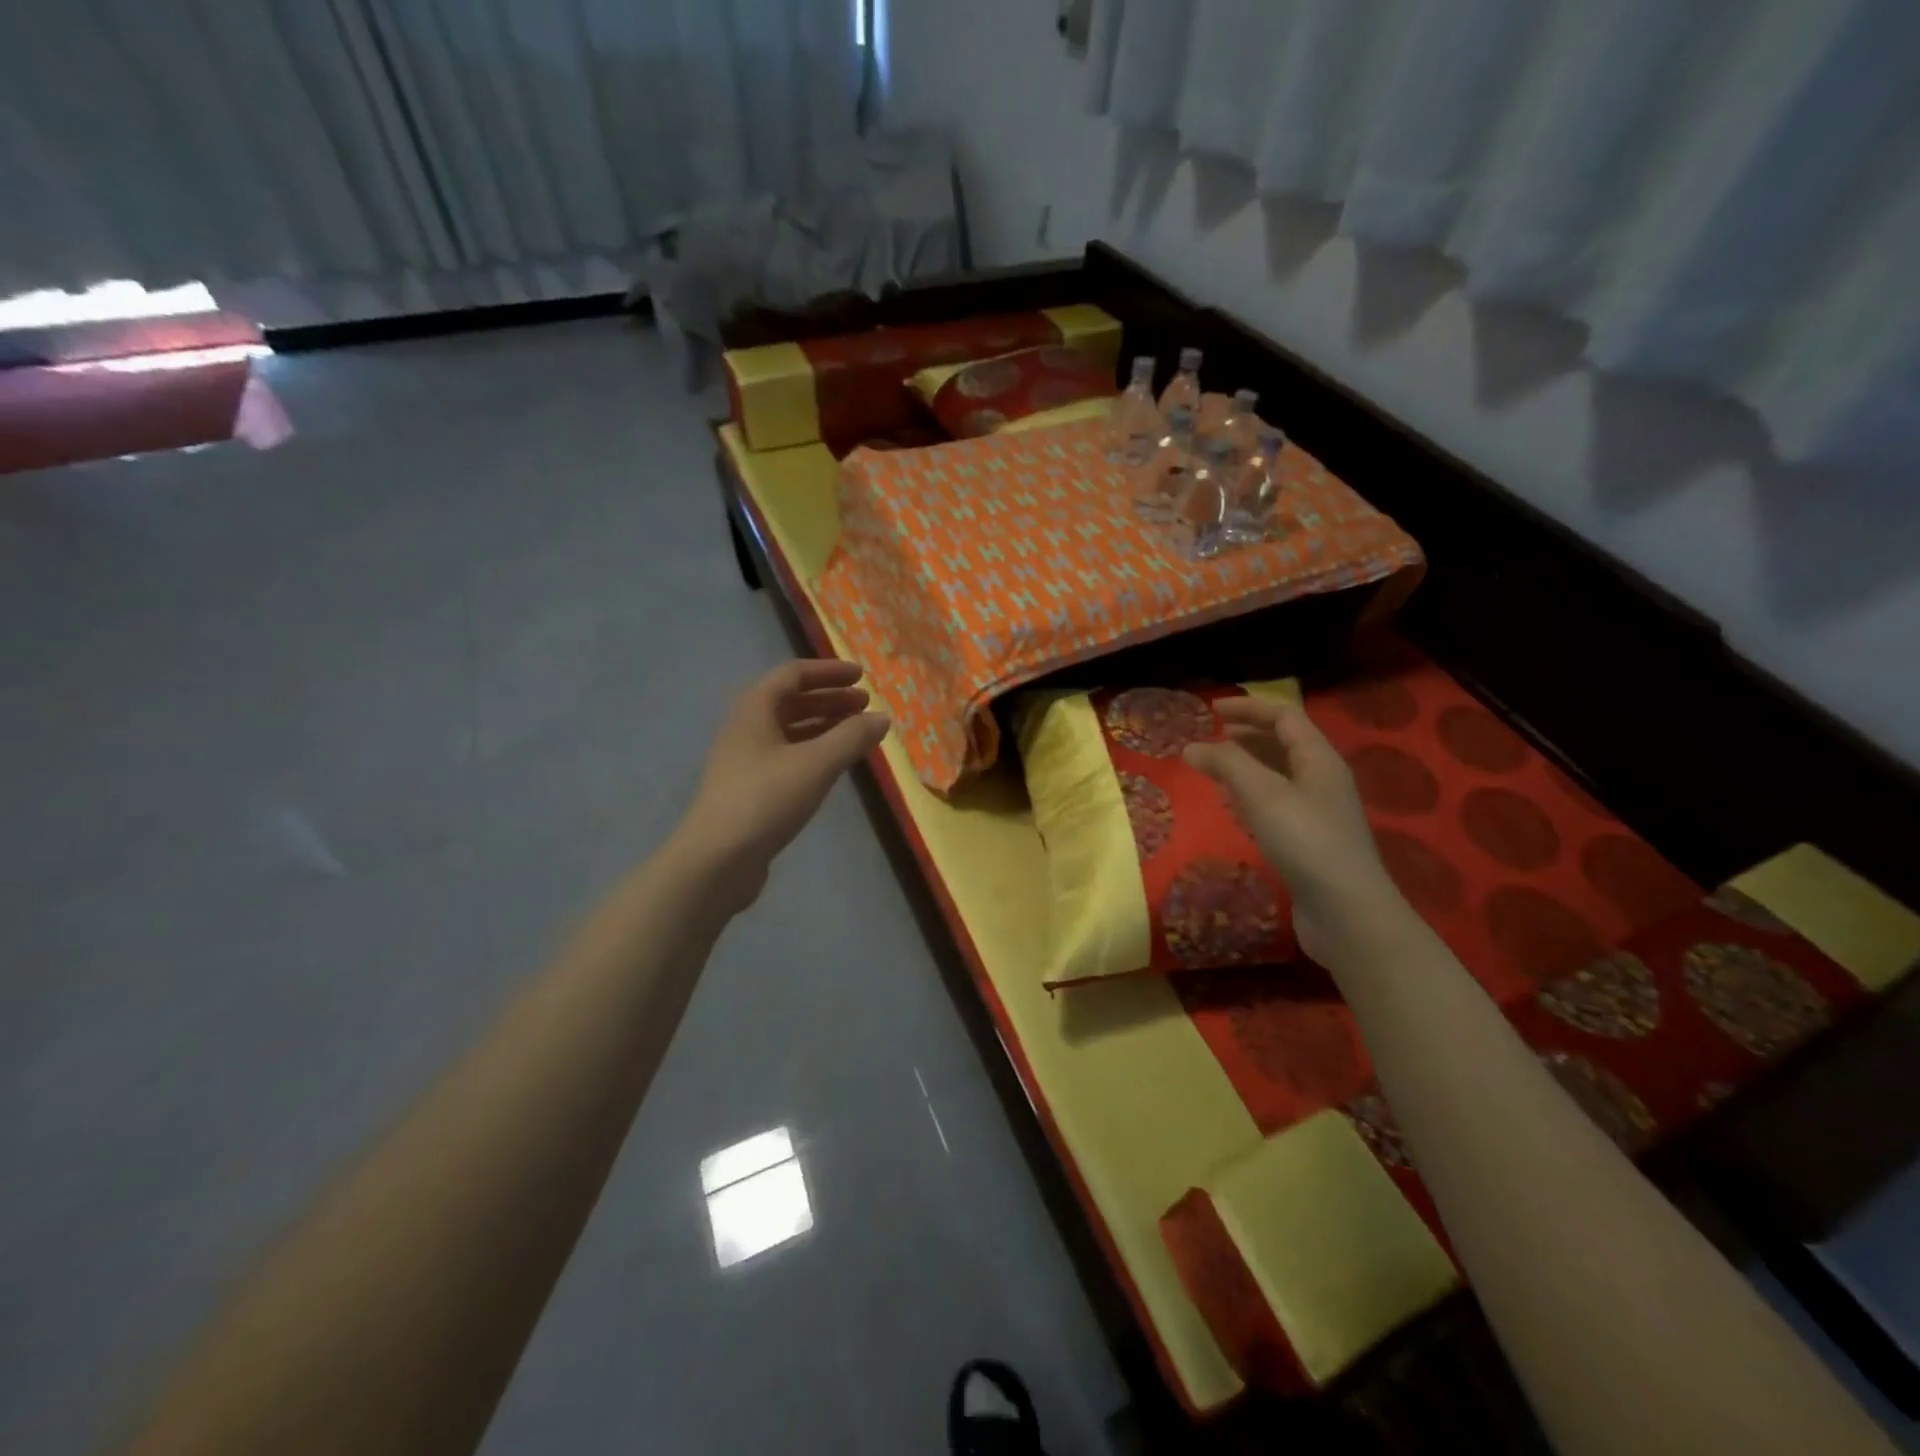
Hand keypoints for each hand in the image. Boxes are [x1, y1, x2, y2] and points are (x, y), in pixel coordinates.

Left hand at [679, 660, 890, 910]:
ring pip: (789, 730)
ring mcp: (745, 759)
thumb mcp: (817, 764)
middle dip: (830, 699)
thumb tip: (882, 717)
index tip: (862, 677)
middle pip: (791, 700)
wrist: (717, 860)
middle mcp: (745, 727)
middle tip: (865, 705)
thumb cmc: (766, 800)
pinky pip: (787, 756)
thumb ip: (852, 737)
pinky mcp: (749, 788)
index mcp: (754, 709)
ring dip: (824, 725)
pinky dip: (814, 751)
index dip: (829, 672)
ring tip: (857, 732)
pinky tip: (835, 764)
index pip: (793, 674)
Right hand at [1184, 696, 1408, 966]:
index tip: (1211, 710)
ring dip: (1248, 764)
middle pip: (1284, 743)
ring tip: (1216, 768)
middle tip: (1212, 737)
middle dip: (1248, 734)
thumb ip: (1227, 764)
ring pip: (1280, 774)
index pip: (1285, 717)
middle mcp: (1323, 780)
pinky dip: (1252, 794)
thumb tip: (1192, 746)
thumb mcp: (1263, 794)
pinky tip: (1234, 806)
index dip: (1249, 708)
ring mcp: (1319, 812)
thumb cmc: (1306, 842)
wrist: (1347, 913)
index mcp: (1319, 759)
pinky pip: (1277, 803)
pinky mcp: (1310, 842)